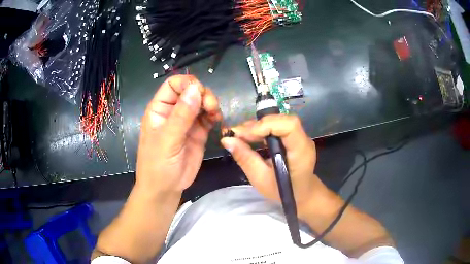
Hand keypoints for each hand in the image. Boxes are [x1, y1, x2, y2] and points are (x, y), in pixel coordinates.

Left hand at [136, 75, 220, 195]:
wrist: (165, 188)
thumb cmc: (158, 164)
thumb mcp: (167, 140)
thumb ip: (181, 115)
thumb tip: (195, 89)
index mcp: (160, 109)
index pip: (173, 85)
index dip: (187, 84)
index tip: (200, 93)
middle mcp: (174, 111)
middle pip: (191, 91)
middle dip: (203, 94)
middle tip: (211, 107)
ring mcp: (187, 122)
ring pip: (202, 102)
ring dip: (211, 104)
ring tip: (215, 115)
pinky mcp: (198, 132)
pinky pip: (208, 117)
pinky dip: (214, 115)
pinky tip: (217, 121)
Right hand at [220, 115, 327, 216]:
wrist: (302, 193)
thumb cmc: (283, 191)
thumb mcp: (261, 179)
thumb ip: (245, 158)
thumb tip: (226, 140)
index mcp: (301, 152)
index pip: (289, 125)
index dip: (266, 124)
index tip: (245, 134)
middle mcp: (304, 140)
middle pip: (282, 120)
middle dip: (257, 125)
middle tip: (237, 134)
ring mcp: (301, 137)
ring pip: (279, 121)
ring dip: (257, 126)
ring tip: (240, 136)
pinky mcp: (294, 137)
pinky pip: (278, 126)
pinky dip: (262, 129)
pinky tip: (250, 136)